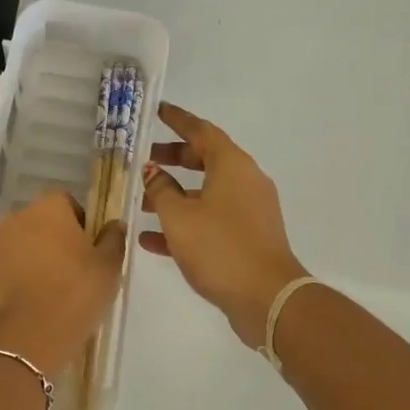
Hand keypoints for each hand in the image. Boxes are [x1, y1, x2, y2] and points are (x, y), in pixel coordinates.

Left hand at [0, 191, 127, 377]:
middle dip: (54, 239)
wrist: (27, 336)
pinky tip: (29, 301)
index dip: (79, 223)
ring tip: (49, 289)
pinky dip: (15, 276)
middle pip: (40, 222)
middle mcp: (17, 217)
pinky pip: (5, 266)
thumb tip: (114, 224)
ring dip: (33, 256)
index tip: (88, 250)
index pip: (66, 202)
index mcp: (49, 208)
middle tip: (72, 270)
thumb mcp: (108, 267)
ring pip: (21, 243)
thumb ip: (113, 239)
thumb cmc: (75, 293)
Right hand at [141, 102, 307, 347]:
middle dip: (173, 158)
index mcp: (232, 166)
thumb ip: (161, 190)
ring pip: (206, 192)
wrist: (268, 299)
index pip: (202, 131)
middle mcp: (245, 181)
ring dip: (175, 194)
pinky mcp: (248, 237)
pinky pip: (212, 219)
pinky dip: (186, 222)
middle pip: (205, 159)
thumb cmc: (220, 247)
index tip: (158, 111)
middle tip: (144, 159)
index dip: (178, 120)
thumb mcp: (179, 217)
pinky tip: (152, 239)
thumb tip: (152, 171)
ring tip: (141, 202)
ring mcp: (250, 210)